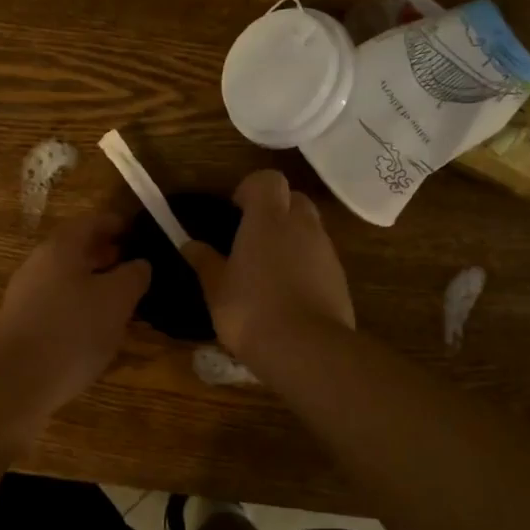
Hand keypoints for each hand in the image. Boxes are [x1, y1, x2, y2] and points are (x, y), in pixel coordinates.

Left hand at [0, 212, 151, 414]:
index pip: (92, 222)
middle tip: (135, 266)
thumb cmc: (72, 331)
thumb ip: (133, 276)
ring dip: (94, 281)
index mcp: (61, 247)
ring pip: (67, 276)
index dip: (118, 224)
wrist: (16, 382)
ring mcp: (26, 293)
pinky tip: (95, 325)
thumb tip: (139, 264)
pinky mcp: (22, 322)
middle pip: (76, 248)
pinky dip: (79, 303)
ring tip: (122, 298)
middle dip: (107, 254)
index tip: (140, 233)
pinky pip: (57, 301)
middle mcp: (39, 263)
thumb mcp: (117, 300)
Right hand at [181, 170, 354, 364]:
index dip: (252, 189)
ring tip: (268, 270)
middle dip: (275, 210)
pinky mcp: (340, 278)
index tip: (236, 210)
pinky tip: (288, 294)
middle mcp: (302, 226)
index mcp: (268, 219)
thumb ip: (205, 262)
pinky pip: (320, 258)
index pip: (268, 179)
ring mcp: (326, 251)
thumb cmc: (250, 311)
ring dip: (291, 238)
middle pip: (294, 199)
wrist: (306, 350)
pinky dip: (306, 265)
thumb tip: (190, 245)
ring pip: (310, 229)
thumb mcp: (216, 288)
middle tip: (252, 237)